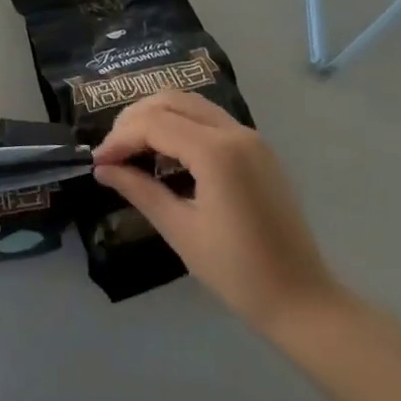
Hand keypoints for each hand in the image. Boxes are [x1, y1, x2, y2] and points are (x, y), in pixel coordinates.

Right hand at [91, 92, 344, 334]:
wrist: (303, 299)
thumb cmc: (237, 272)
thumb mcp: (180, 230)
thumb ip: (140, 190)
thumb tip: (103, 169)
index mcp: (216, 151)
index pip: (154, 124)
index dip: (120, 138)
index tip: (98, 162)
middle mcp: (234, 131)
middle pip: (171, 101)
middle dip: (135, 119)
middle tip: (112, 151)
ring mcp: (250, 137)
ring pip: (191, 104)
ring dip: (157, 116)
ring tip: (133, 147)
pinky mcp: (257, 148)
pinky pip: (209, 119)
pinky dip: (181, 124)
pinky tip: (165, 152)